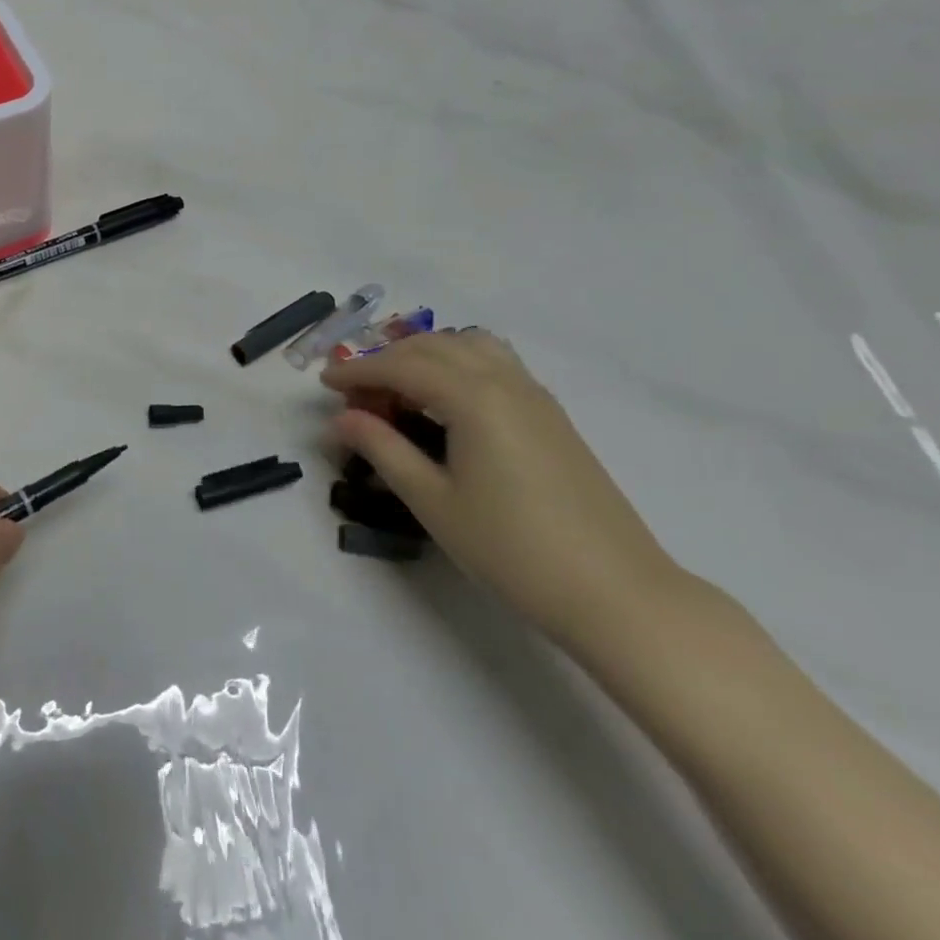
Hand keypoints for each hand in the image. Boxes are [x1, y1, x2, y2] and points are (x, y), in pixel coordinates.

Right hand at [321, 330, 683, 652]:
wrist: (615, 593)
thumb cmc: (512, 549)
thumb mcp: (432, 501)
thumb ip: (383, 450)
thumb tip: (340, 419)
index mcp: (473, 398)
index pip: (402, 367)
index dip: (358, 372)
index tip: (324, 383)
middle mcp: (504, 382)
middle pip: (433, 347)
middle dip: (387, 359)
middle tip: (355, 392)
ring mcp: (535, 396)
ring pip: (469, 346)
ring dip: (426, 355)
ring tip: (399, 388)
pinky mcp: (551, 416)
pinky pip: (495, 364)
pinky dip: (458, 364)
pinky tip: (446, 402)